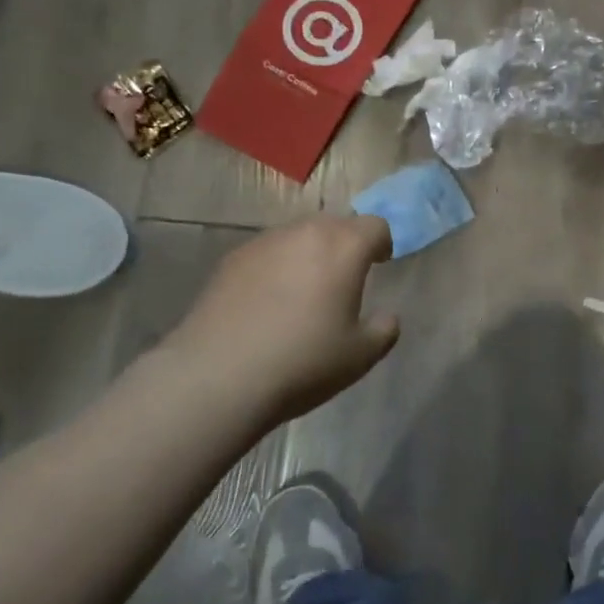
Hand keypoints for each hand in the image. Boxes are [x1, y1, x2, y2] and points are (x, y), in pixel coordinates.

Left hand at [149, 215, 399, 428]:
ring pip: (298, 236)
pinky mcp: (231, 259)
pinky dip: (276, 267)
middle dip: (345, 245)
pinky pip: (266, 253)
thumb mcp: (361, 356)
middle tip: (343, 279)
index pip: (376, 226)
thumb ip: (384, 329)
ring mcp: (264, 243)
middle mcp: (305, 233)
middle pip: (336, 224)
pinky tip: (266, 303)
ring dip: (308, 253)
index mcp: (344, 247)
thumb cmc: (302, 362)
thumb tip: (386, 317)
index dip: (382, 244)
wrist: (217, 378)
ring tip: (302, 291)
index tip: (379, 266)